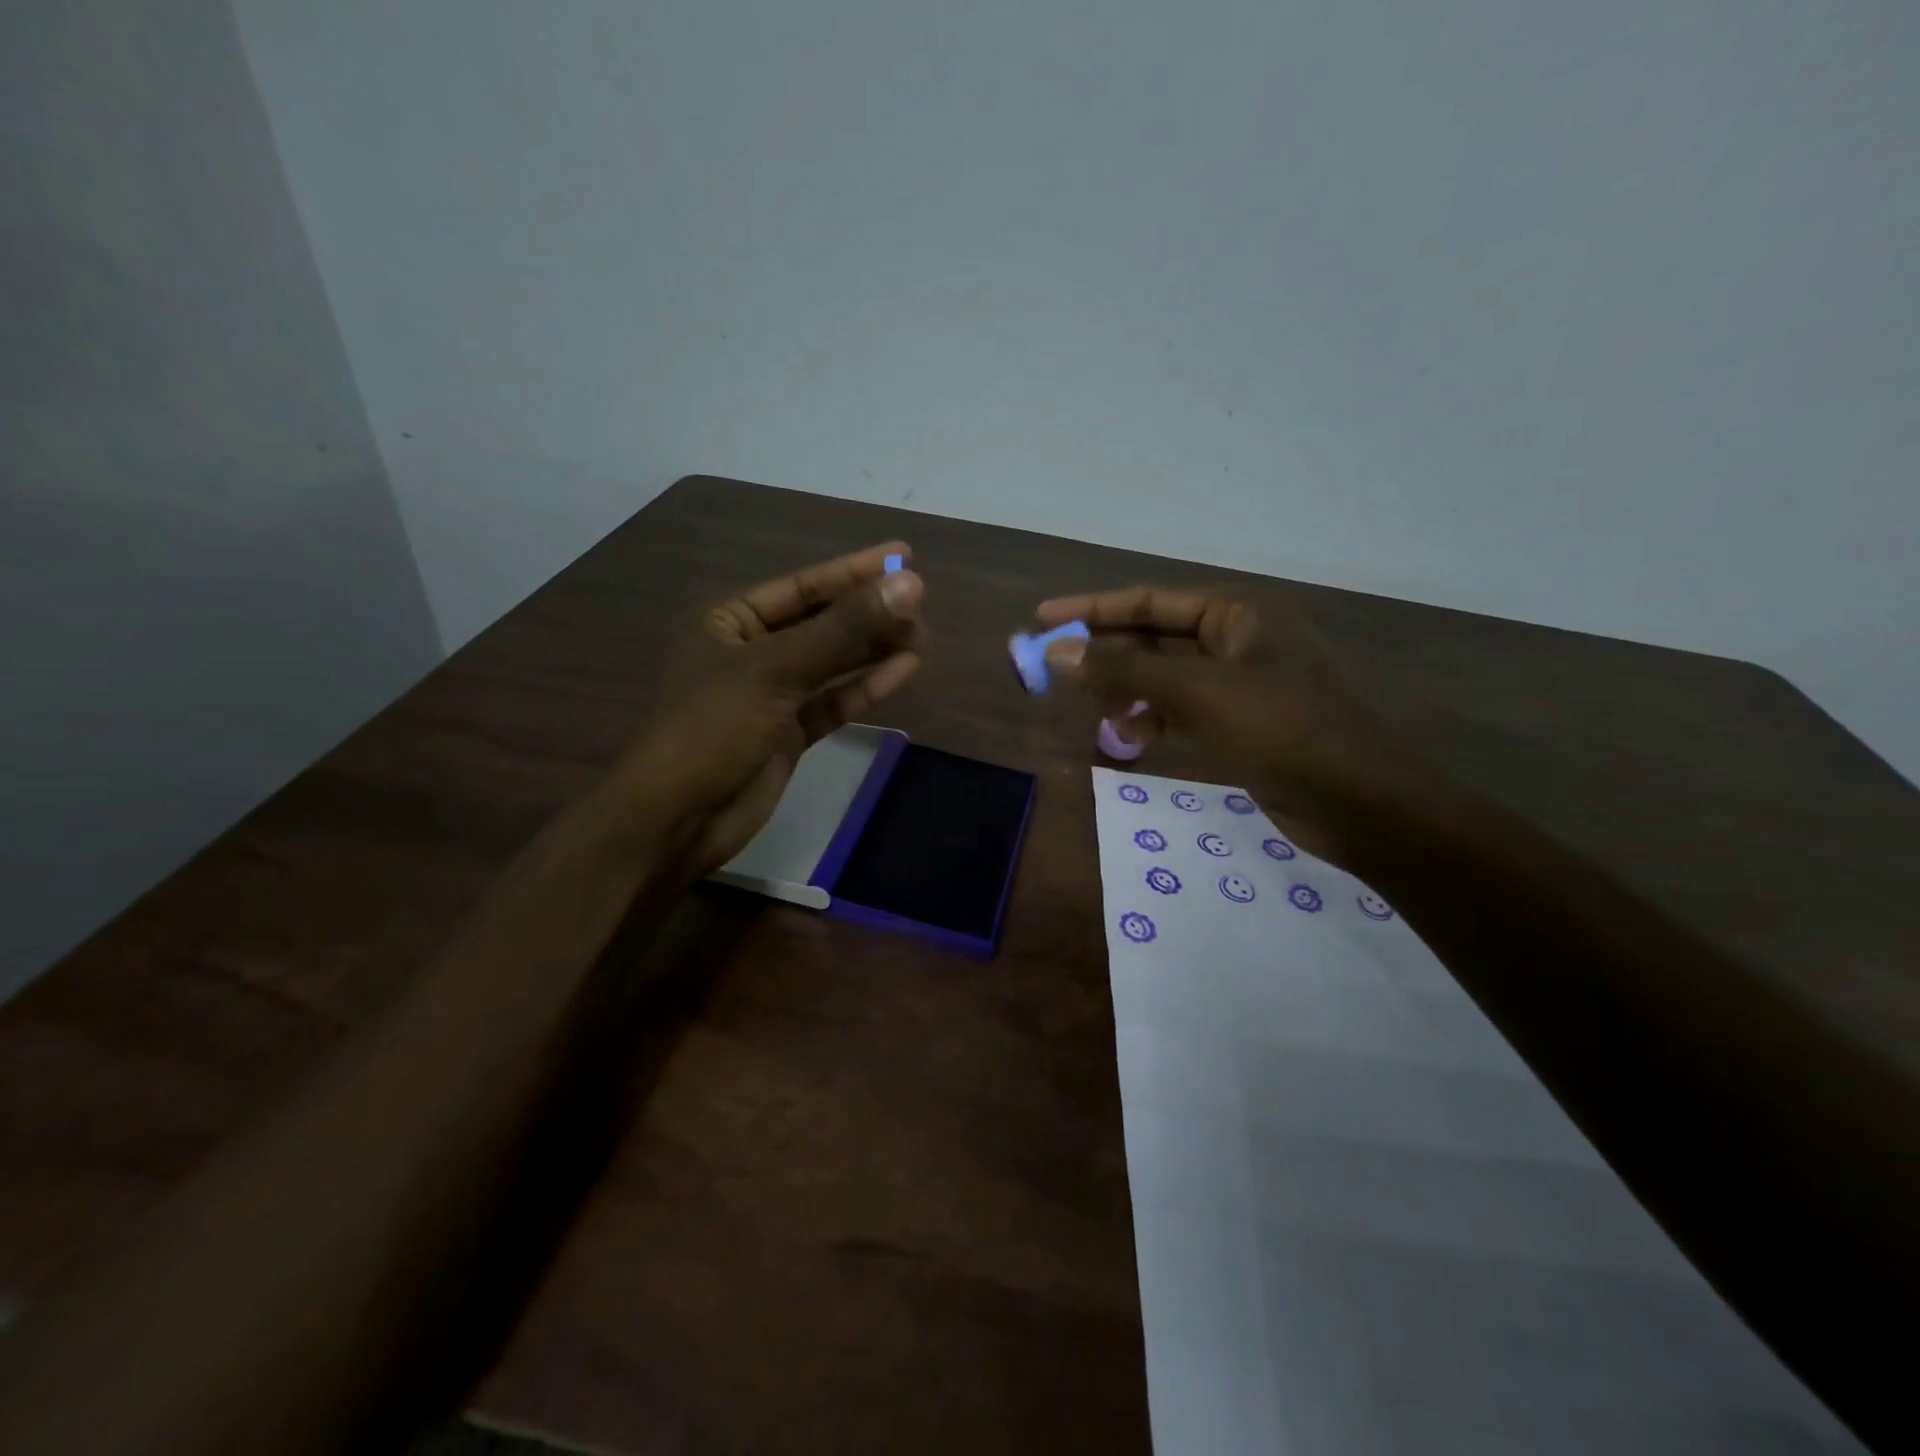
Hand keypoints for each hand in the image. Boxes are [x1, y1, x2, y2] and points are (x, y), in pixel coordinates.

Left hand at [613, 542, 925, 879]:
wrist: (676, 820)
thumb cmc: (712, 728)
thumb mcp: (776, 670)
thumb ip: (844, 630)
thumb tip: (910, 584)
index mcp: (730, 622)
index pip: (802, 587)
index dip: (853, 572)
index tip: (904, 556)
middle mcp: (751, 652)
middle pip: (821, 624)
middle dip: (869, 615)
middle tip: (922, 606)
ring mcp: (771, 695)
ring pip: (832, 664)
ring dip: (873, 651)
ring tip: (922, 637)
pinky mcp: (789, 734)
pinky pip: (833, 701)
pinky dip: (865, 687)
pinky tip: (903, 670)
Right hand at [1034, 586, 1415, 862]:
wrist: (1359, 804)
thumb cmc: (1282, 730)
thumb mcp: (1198, 694)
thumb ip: (1126, 670)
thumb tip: (1059, 652)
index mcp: (1237, 613)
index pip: (1150, 601)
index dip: (1092, 608)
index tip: (1043, 619)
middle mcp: (1238, 639)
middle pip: (1154, 636)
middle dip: (1106, 652)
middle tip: (1053, 667)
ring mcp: (1240, 683)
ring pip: (1165, 676)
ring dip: (1126, 688)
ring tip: (1093, 708)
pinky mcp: (1241, 722)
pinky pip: (1181, 709)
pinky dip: (1152, 717)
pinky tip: (1129, 735)